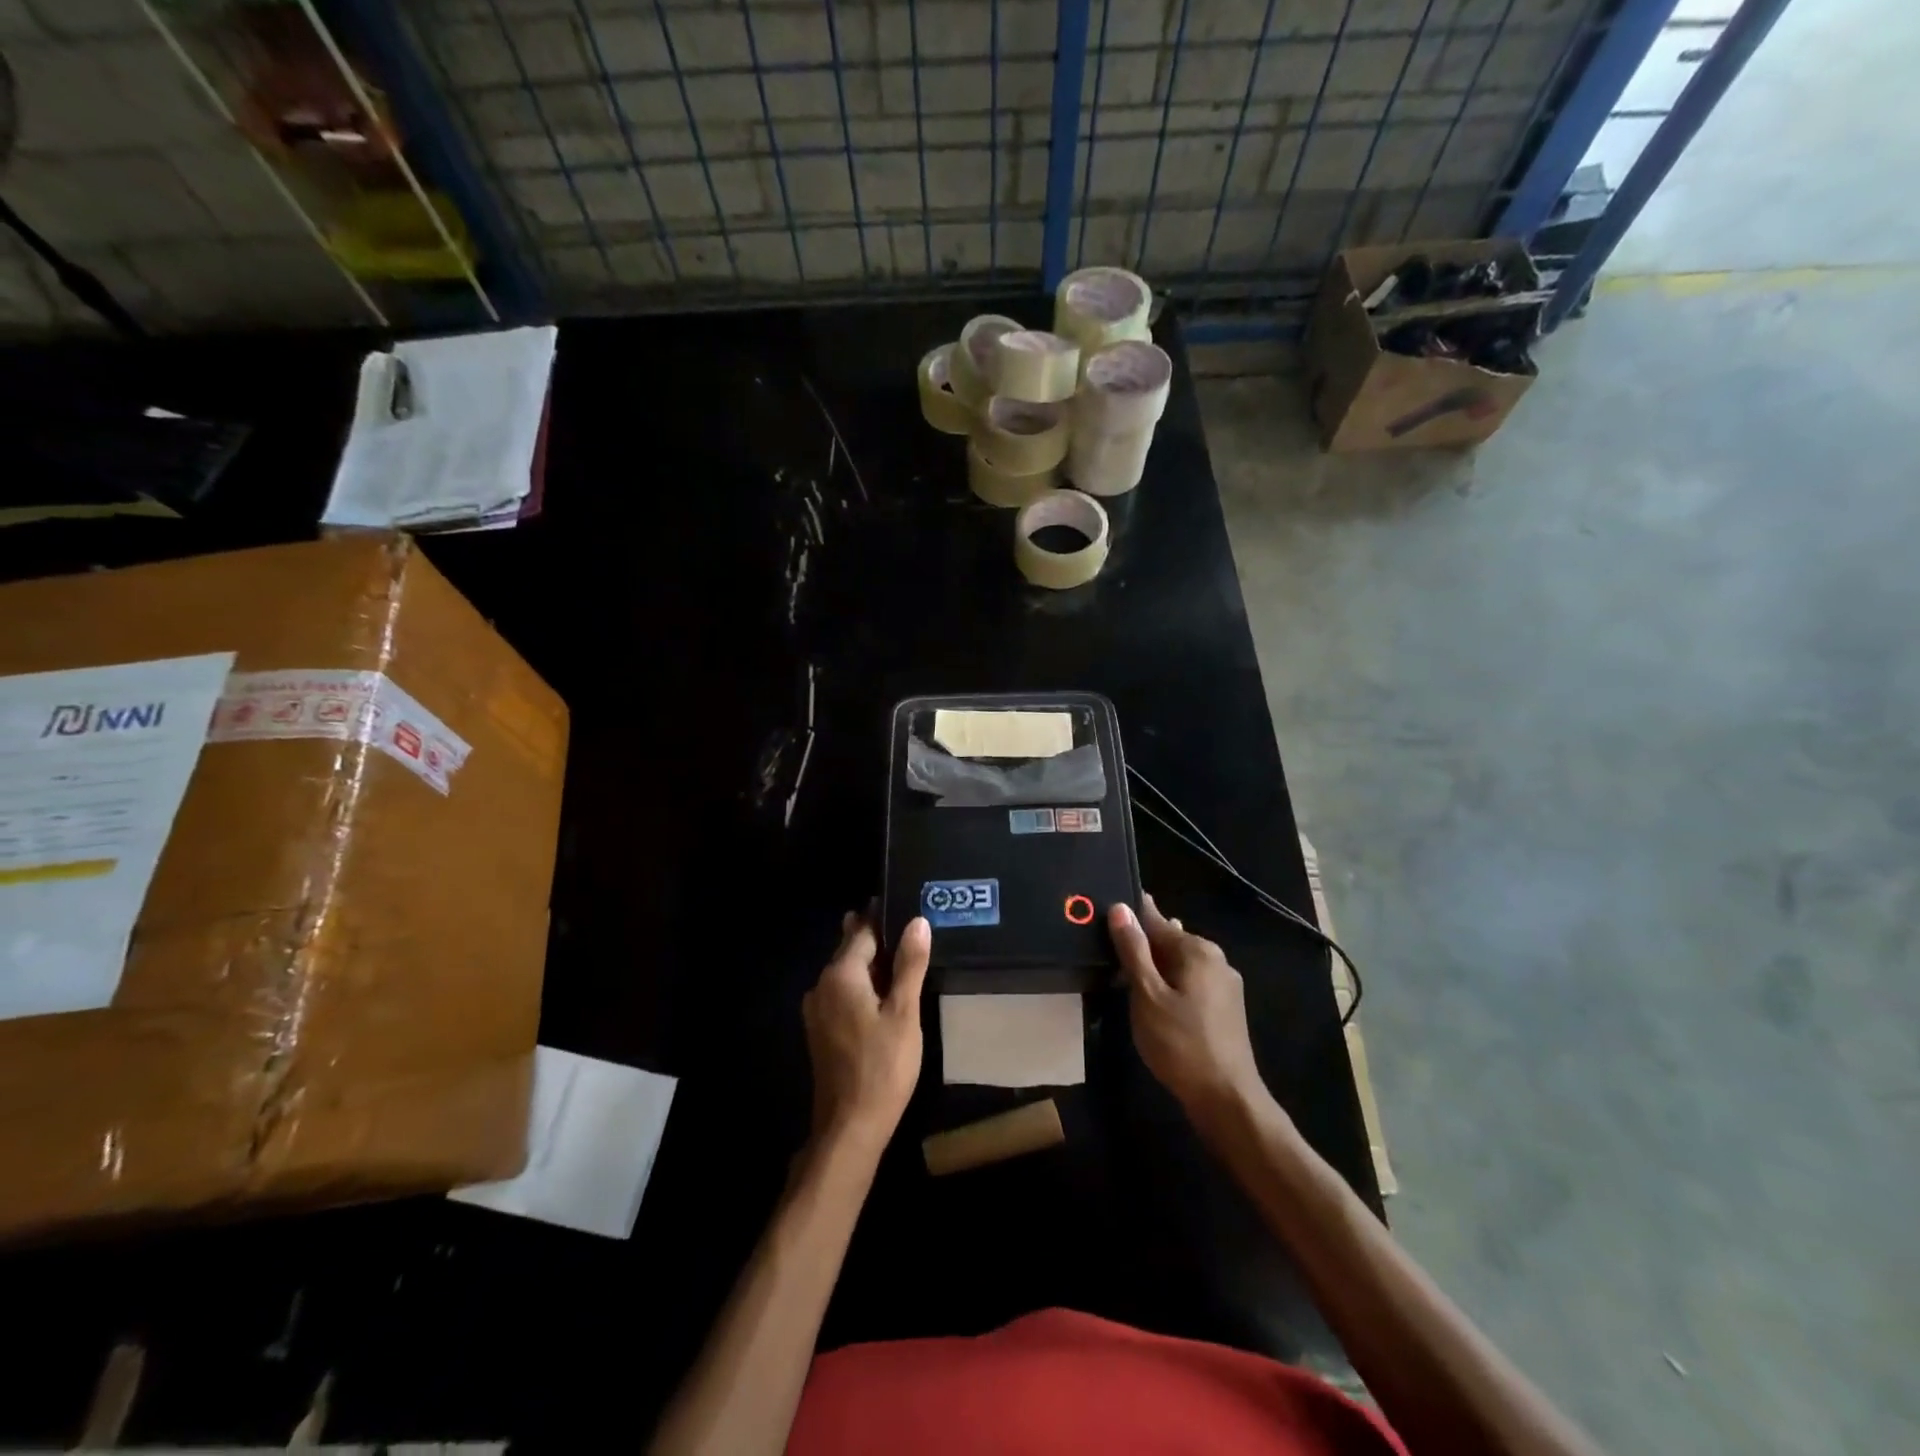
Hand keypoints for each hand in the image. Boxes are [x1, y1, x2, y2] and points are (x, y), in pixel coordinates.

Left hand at [802, 910, 930, 1159]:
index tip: (904, 903)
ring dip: (870, 961)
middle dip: (876, 936)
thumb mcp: (904, 1013)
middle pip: (850, 949)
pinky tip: (883, 991)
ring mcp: (817, 1009)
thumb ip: (909, 965)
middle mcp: (821, 985)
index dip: (884, 917)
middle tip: (908, 925)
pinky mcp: (820, 1030)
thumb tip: (917, 921)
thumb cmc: (882, 1067)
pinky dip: (862, 984)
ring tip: (901, 953)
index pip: (862, 931)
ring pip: (846, 972)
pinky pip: (842, 992)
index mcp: (840, 975)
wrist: (849, 1127)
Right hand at [1109, 895, 1269, 1126]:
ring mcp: (1224, 984)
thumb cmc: (1180, 1044)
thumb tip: (1120, 908)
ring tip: (1123, 977)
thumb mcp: (1147, 995)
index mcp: (1197, 949)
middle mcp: (1215, 958)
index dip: (1128, 918)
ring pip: (1179, 963)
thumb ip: (1133, 950)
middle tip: (1106, 955)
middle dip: (1140, 945)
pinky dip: (1169, 984)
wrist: (1227, 1099)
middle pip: (1169, 940)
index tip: (1103, 917)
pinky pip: (1190, 981)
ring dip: (1154, 967)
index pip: (1155, 919)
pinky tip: (1152, 1000)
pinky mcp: (1225, 1007)